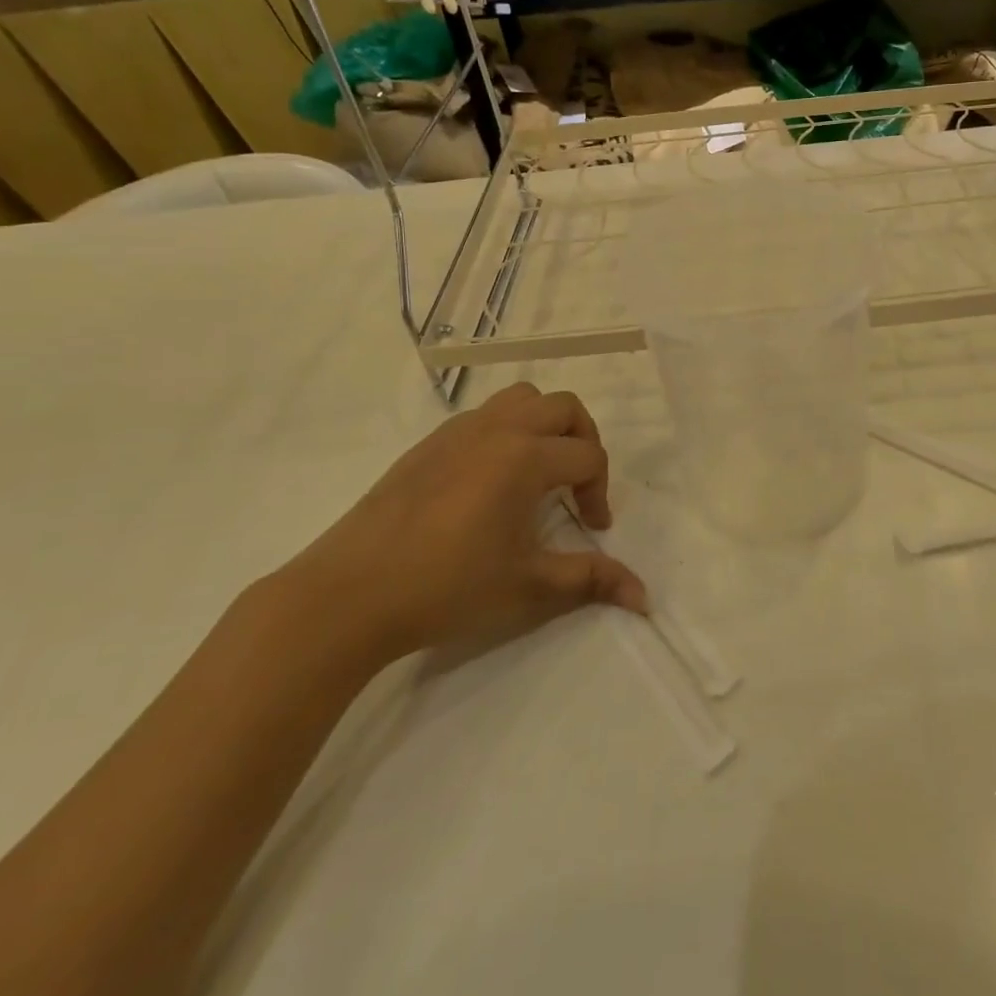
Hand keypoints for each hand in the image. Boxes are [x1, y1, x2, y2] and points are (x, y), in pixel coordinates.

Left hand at [280, 383, 646, 672]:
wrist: (349, 595)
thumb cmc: (447, 588)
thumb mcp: (529, 587)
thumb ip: (591, 580)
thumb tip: (645, 597)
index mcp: (525, 457)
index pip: (588, 457)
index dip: (600, 492)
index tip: (593, 530)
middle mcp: (497, 430)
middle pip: (563, 407)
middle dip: (584, 440)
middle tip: (578, 484)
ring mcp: (458, 431)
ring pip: (521, 398)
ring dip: (544, 425)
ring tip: (540, 470)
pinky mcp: (427, 444)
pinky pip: (483, 415)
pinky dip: (506, 431)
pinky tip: (490, 481)